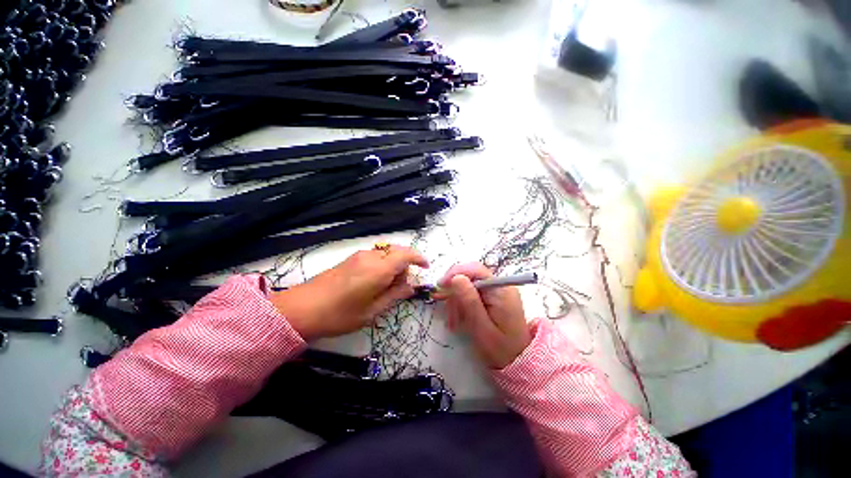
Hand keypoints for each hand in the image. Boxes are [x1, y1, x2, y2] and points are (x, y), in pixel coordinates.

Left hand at [271, 245, 427, 340]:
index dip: (418, 258)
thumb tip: (411, 287)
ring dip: (393, 265)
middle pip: (396, 252)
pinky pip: (374, 256)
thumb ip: (395, 296)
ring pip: (385, 254)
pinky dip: (382, 265)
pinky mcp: (350, 259)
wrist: (301, 309)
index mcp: (379, 269)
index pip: (406, 254)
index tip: (425, 266)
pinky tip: (373, 282)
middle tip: (401, 286)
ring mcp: (359, 256)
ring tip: (385, 287)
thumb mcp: (372, 311)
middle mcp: (370, 257)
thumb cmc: (340, 314)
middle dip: (405, 265)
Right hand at [436, 263, 530, 368]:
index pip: (475, 269)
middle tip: (447, 311)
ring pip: (468, 286)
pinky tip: (459, 319)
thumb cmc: (501, 349)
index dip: (456, 273)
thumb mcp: (481, 327)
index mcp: (501, 290)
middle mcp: (499, 286)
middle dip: (455, 292)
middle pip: (470, 277)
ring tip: (454, 322)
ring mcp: (496, 291)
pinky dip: (462, 305)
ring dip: (457, 301)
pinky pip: (472, 294)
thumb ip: (469, 301)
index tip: (441, 286)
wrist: (518, 361)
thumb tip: (456, 277)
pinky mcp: (492, 298)